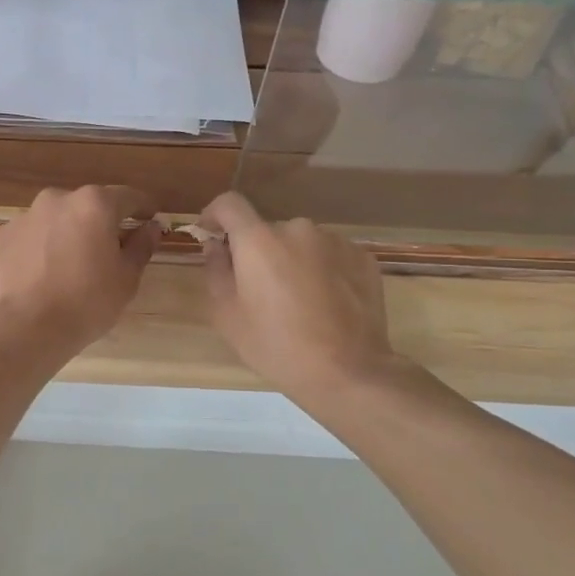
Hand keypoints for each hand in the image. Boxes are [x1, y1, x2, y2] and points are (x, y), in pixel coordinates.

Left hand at [0, 186, 160, 357]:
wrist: (26, 327)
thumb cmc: (87, 302)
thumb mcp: (126, 278)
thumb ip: (141, 246)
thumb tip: (152, 226)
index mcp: (94, 204)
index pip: (128, 197)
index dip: (142, 209)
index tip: (149, 220)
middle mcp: (57, 199)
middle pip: (87, 206)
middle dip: (99, 224)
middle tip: (106, 253)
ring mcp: (24, 217)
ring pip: (55, 221)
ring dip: (65, 235)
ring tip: (68, 268)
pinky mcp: (0, 237)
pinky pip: (28, 238)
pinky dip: (37, 250)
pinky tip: (40, 276)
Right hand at [199, 192, 403, 408]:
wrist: (347, 371)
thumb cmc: (275, 345)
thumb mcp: (227, 315)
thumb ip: (216, 271)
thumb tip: (216, 246)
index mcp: (258, 240)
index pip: (229, 204)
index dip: (214, 214)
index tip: (211, 235)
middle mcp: (297, 229)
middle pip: (266, 230)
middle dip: (257, 251)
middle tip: (258, 288)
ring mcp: (335, 241)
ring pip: (300, 242)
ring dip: (291, 259)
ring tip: (296, 299)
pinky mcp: (363, 258)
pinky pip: (330, 254)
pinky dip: (321, 269)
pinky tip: (325, 302)